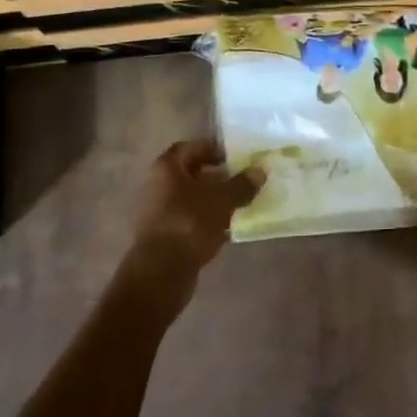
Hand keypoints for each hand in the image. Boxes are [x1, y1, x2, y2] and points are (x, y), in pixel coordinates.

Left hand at [128, 140, 264, 278]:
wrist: (163, 268)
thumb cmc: (190, 223)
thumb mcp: (222, 201)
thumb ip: (241, 185)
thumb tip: (259, 171)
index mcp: (167, 168)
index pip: (191, 148)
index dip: (213, 149)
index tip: (236, 157)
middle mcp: (157, 184)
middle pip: (190, 174)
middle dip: (216, 176)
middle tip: (241, 180)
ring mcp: (158, 211)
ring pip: (190, 198)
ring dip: (212, 199)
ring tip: (238, 204)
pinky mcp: (163, 234)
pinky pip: (188, 219)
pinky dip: (206, 219)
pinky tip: (226, 228)